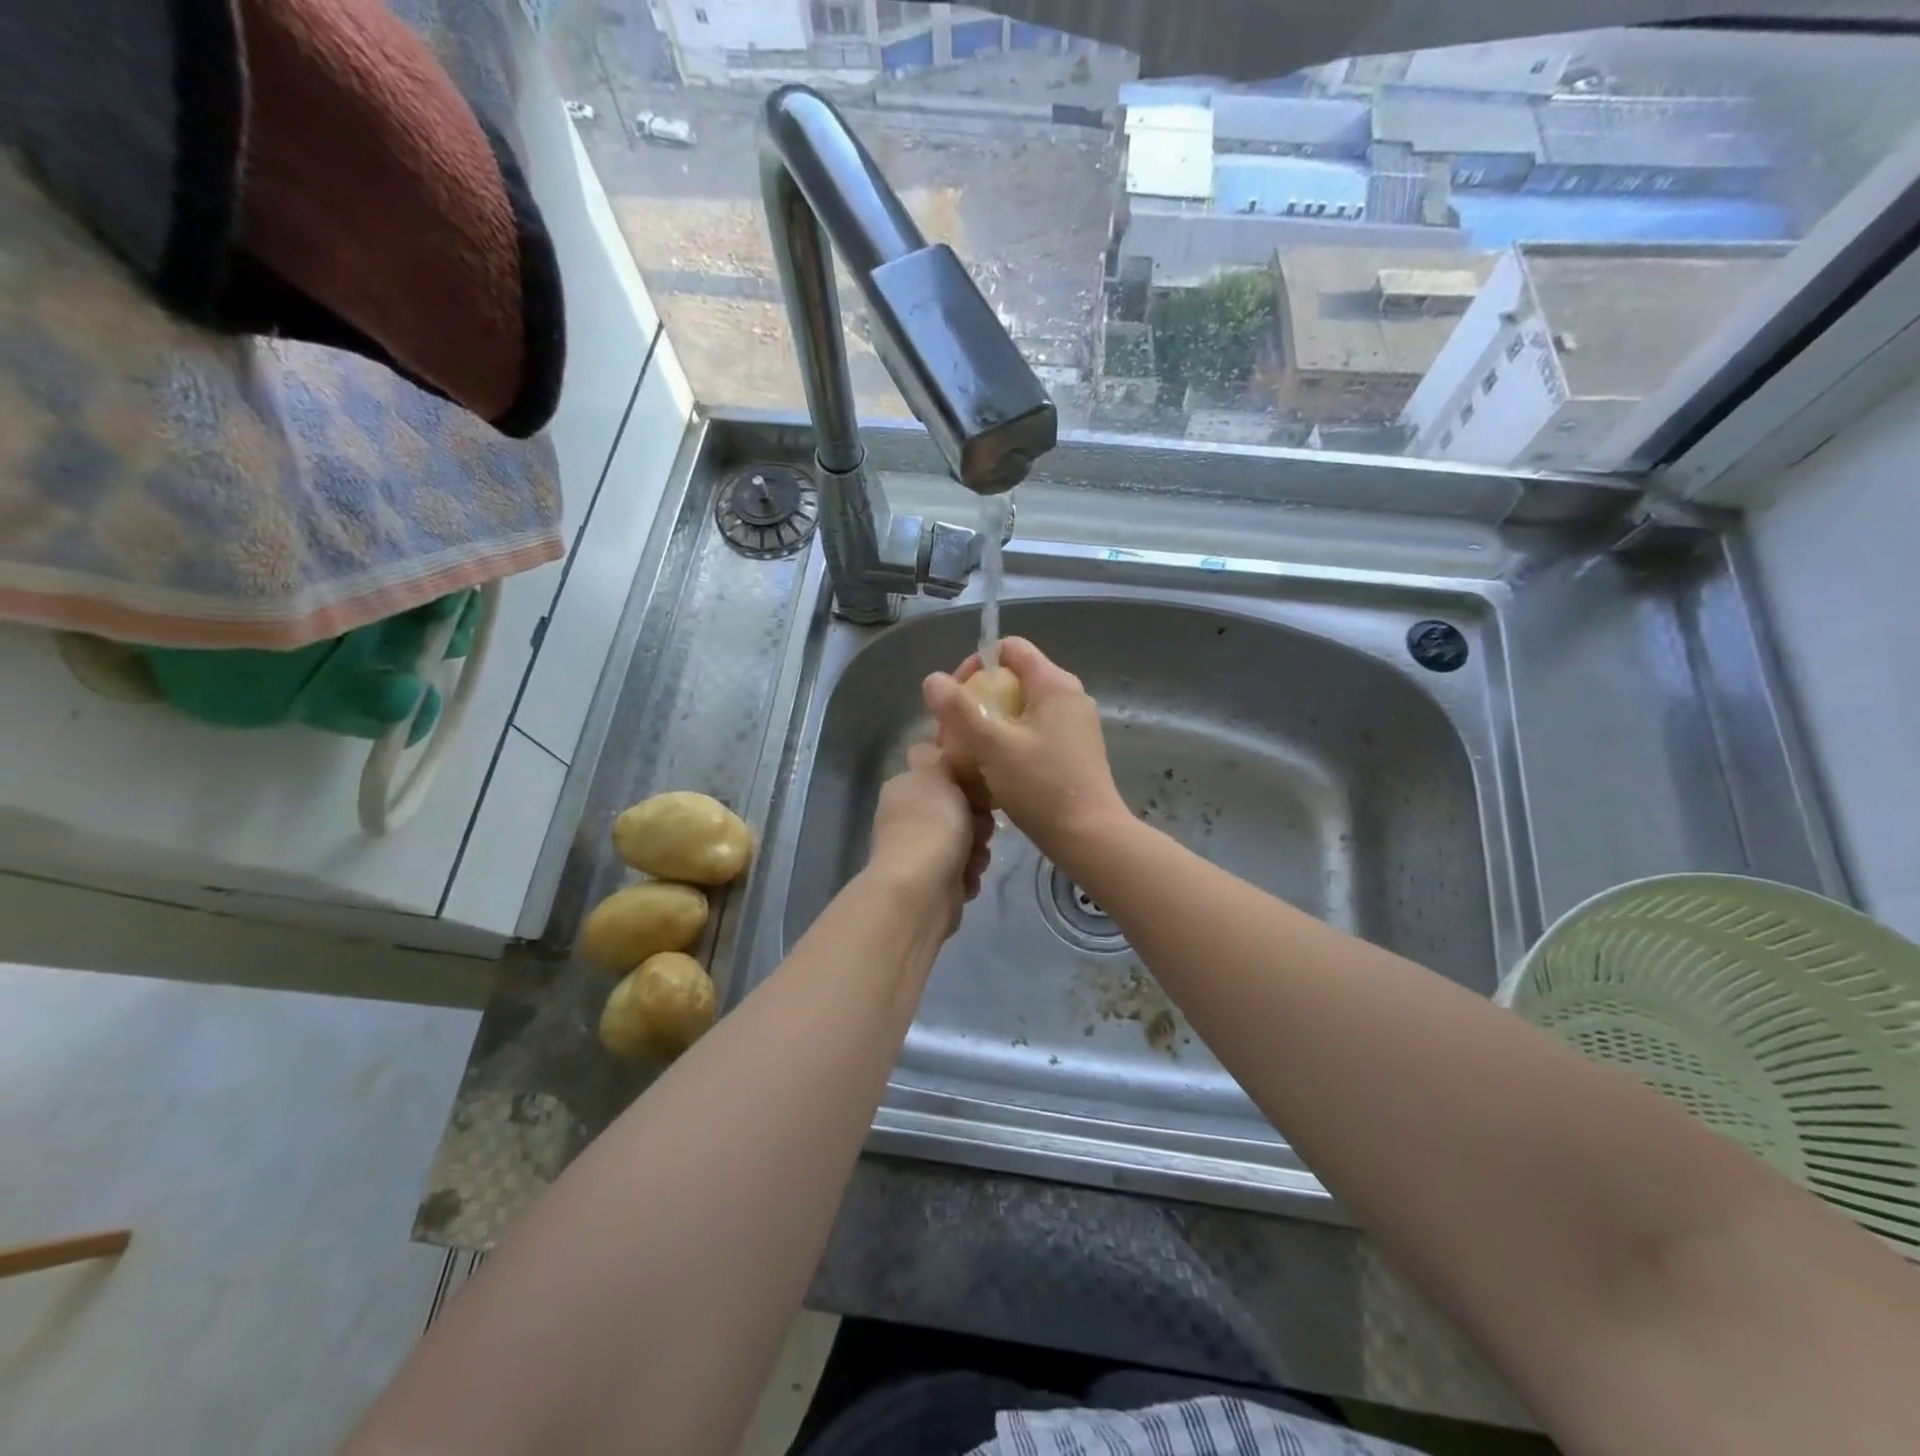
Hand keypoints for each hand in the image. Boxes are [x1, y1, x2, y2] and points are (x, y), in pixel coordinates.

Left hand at [866, 743, 993, 937]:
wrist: (921, 889)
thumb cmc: (932, 824)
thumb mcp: (936, 774)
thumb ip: (936, 756)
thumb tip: (928, 746)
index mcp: (905, 789)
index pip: (940, 775)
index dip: (965, 780)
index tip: (979, 788)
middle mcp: (908, 819)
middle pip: (958, 810)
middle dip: (976, 820)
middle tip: (980, 827)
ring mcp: (918, 852)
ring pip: (965, 841)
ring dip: (977, 849)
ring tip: (973, 857)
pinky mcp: (933, 882)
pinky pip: (964, 870)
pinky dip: (969, 874)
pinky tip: (966, 878)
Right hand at [923, 638, 1128, 870]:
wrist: (1090, 838)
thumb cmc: (1041, 787)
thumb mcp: (992, 746)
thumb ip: (959, 710)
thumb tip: (932, 680)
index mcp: (1054, 684)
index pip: (1009, 649)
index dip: (975, 665)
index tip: (955, 699)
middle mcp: (1068, 697)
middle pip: (1012, 680)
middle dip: (976, 701)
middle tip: (953, 735)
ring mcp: (1074, 725)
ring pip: (1020, 710)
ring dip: (989, 726)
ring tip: (966, 756)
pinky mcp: (1074, 751)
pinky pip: (1033, 733)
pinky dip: (1008, 743)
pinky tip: (991, 772)